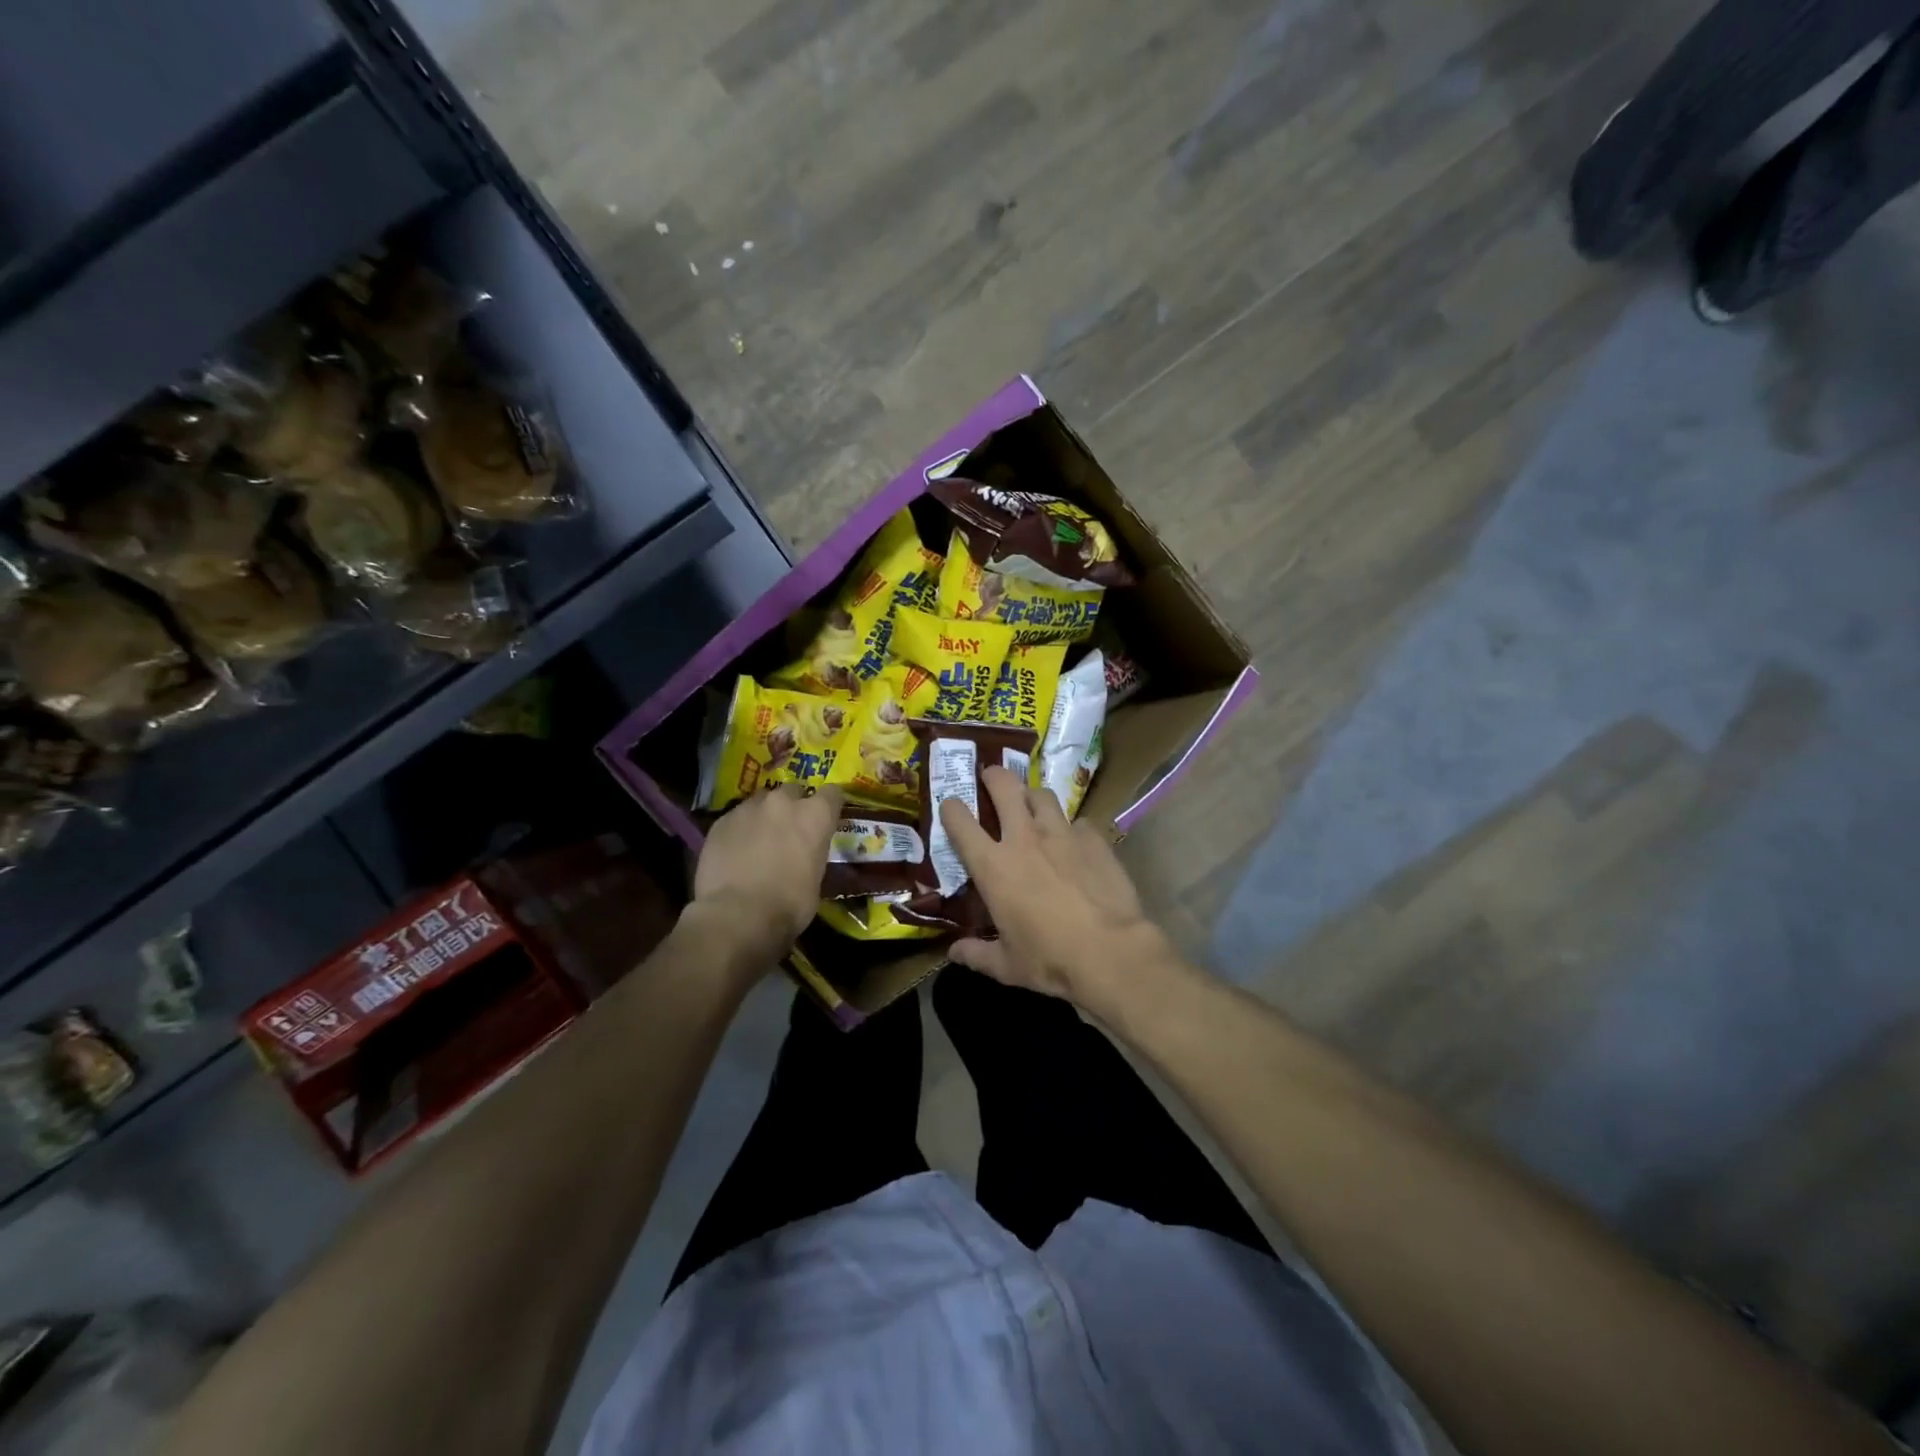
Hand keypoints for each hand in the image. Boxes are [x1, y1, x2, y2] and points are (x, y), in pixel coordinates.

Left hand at [690, 784, 842, 971]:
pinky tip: (736, 852)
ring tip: (758, 840)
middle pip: (793, 791)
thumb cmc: (789, 904)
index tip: (826, 817)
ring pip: (761, 802)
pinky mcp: (721, 821)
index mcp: (815, 815)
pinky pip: (736, 818)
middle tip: (789, 830)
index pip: (832, 793)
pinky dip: (740, 830)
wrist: (738, 915)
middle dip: (793, 806)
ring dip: (764, 815)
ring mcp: (749, 808)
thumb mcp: (816, 879)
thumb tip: (803, 855)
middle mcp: (783, 802)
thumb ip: (812, 853)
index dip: (829, 805)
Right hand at [937, 767, 1174, 1009]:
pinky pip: (1077, 822)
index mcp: (993, 865)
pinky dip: (1071, 828)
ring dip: (1032, 797)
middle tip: (991, 779)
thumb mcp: (1006, 965)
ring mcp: (1062, 833)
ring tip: (1032, 807)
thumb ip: (976, 954)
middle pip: (1004, 785)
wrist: (1111, 952)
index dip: (951, 808)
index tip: (951, 807)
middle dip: (993, 776)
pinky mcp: (1094, 838)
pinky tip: (1074, 843)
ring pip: (1042, 794)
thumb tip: (953, 953)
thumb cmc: (1050, 959)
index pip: (960, 821)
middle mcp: (1024, 838)